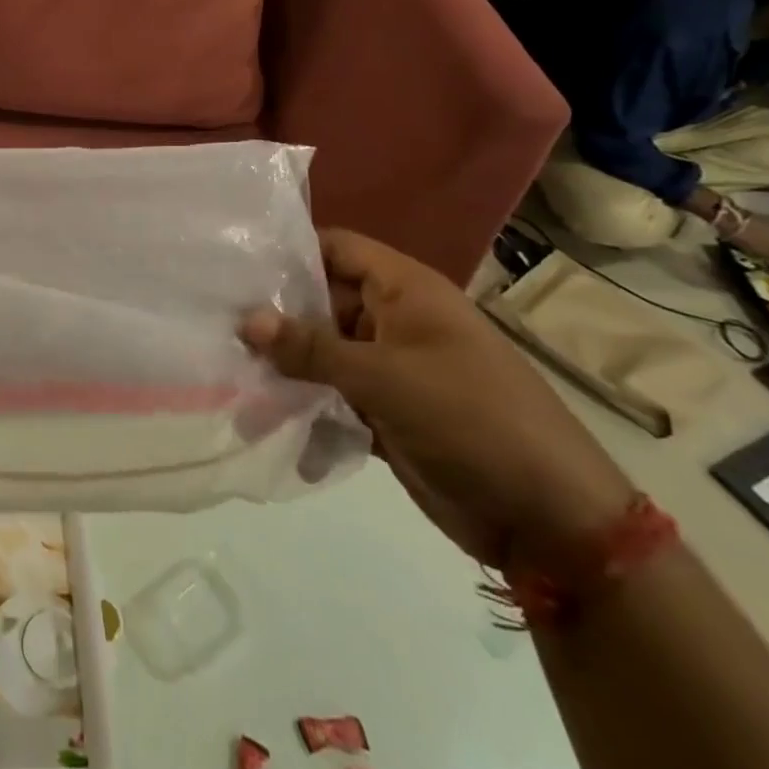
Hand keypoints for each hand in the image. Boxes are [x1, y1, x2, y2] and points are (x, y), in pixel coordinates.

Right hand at [241, 230, 635, 574]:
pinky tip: (261, 419)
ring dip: (285, 366)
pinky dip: (305, 406)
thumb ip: (312, 347)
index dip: (289, 250)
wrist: (552, 521)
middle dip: (275, 315)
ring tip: (227, 373)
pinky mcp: (388, 414)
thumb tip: (247, 320)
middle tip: (216, 322)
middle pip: (322, 301)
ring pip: (324, 353)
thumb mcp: (385, 377)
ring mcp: (392, 369)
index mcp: (405, 291)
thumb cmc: (471, 419)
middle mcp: (395, 320)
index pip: (336, 248)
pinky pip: (334, 397)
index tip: (235, 264)